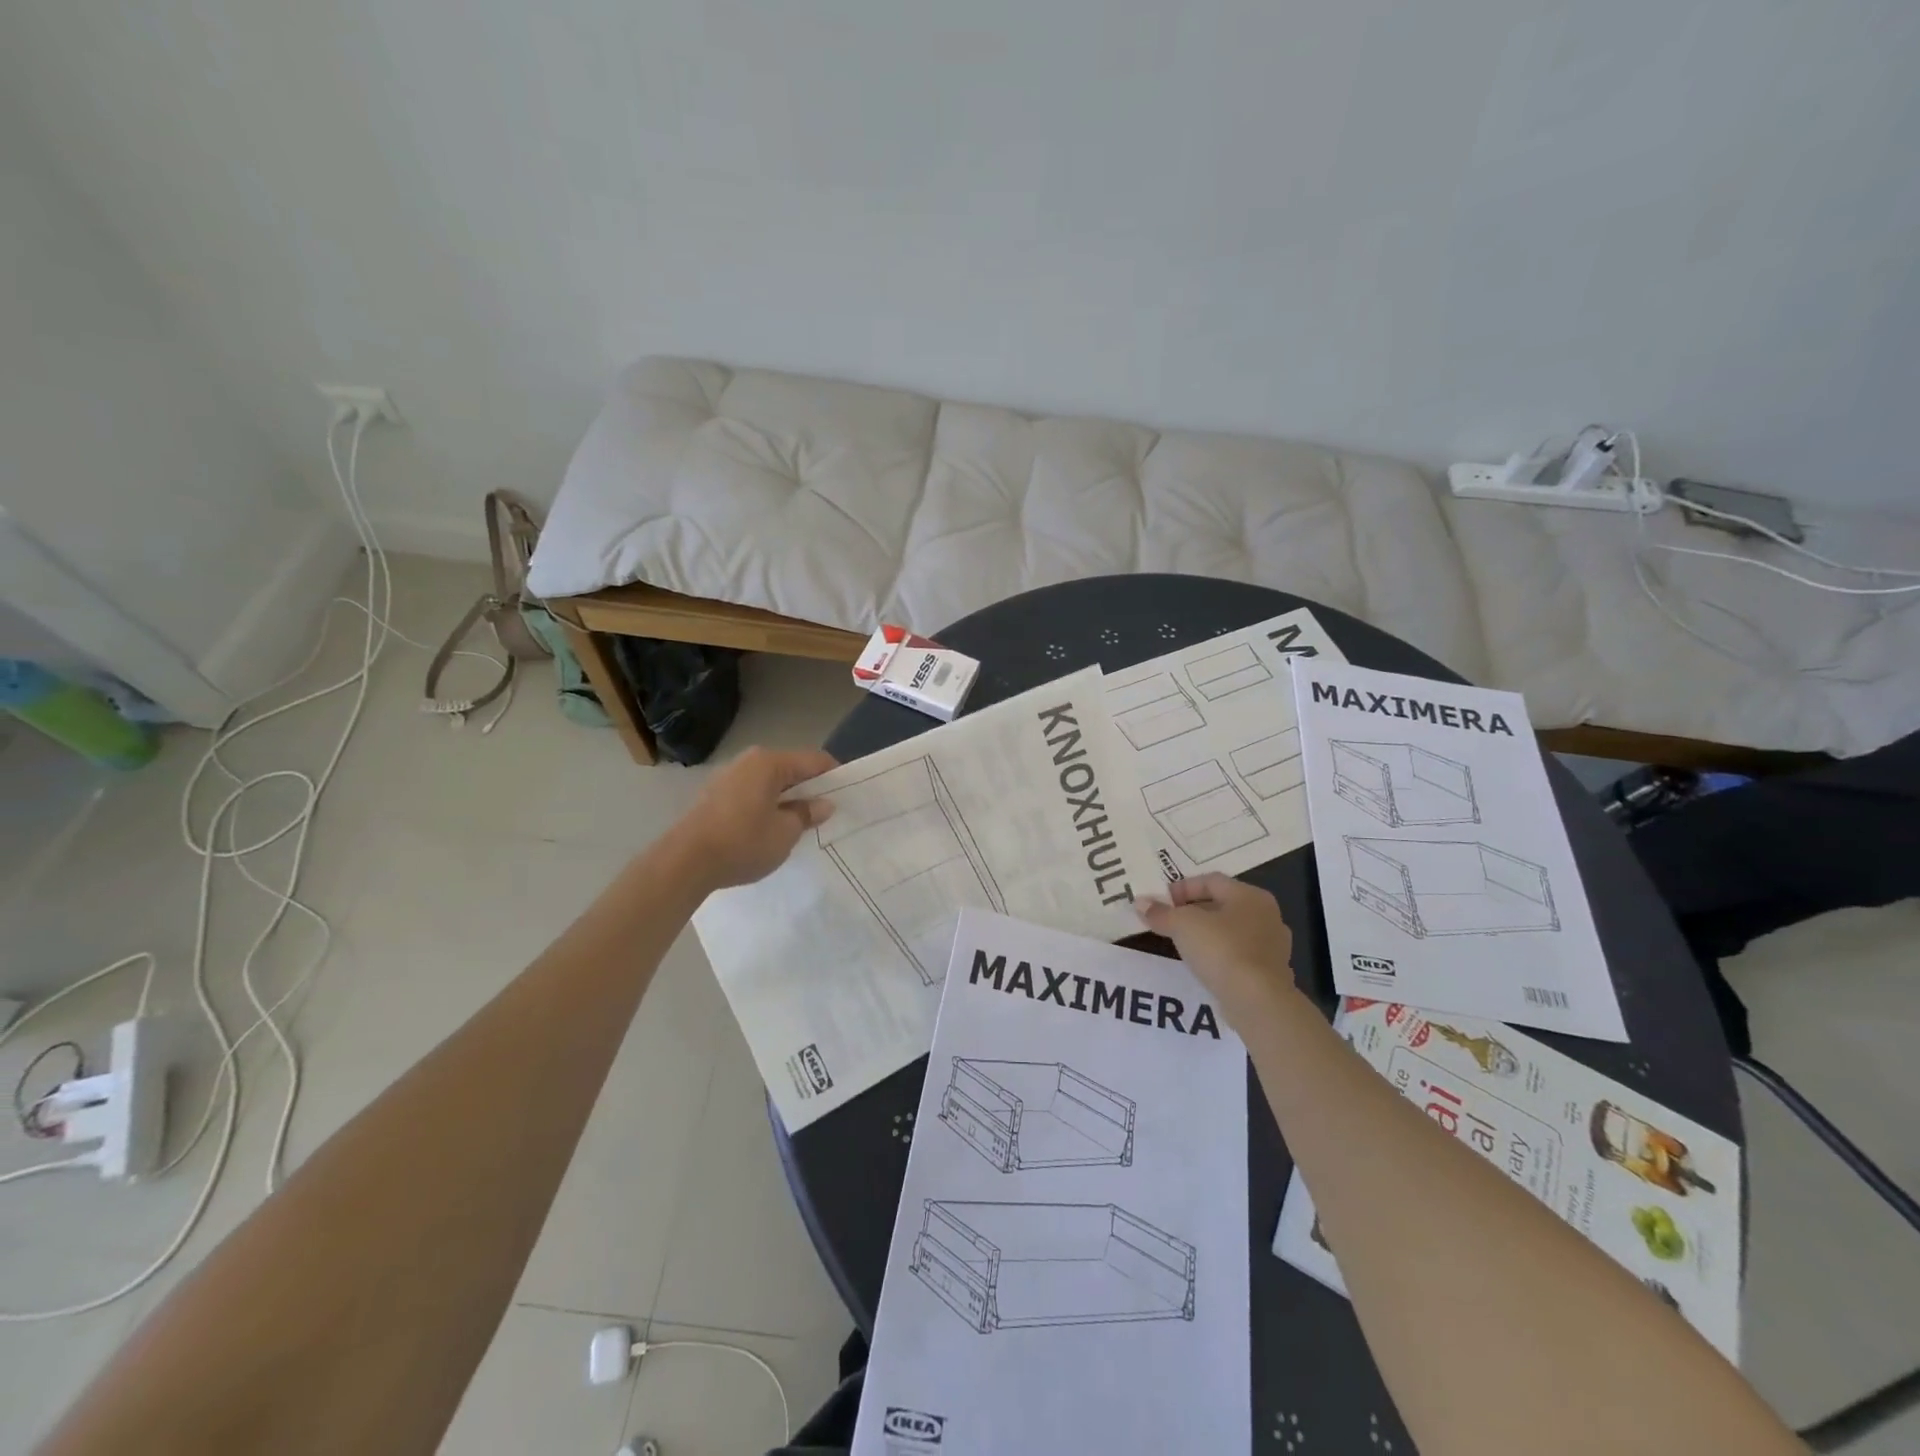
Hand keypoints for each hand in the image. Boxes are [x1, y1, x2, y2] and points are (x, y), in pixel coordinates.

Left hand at [669, 746, 838, 890]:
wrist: (684, 862)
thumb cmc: (742, 842)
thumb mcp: (785, 832)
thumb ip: (807, 814)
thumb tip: (823, 804)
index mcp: (769, 762)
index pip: (814, 760)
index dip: (834, 776)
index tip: (847, 796)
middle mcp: (748, 761)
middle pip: (790, 769)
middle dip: (809, 788)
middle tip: (824, 813)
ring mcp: (728, 776)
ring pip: (770, 782)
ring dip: (786, 798)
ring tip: (798, 823)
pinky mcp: (714, 795)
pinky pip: (752, 793)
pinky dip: (766, 804)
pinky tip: (769, 828)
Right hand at [1136, 874, 1298, 1023]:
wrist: (1258, 1002)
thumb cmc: (1222, 950)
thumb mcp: (1183, 925)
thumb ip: (1161, 913)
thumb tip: (1140, 903)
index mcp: (1250, 896)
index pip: (1210, 880)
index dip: (1181, 888)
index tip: (1160, 903)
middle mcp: (1267, 915)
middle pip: (1222, 904)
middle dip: (1192, 911)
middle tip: (1167, 922)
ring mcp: (1273, 946)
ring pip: (1231, 931)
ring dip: (1206, 934)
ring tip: (1181, 944)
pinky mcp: (1270, 974)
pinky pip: (1238, 955)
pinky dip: (1219, 955)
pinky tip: (1202, 966)